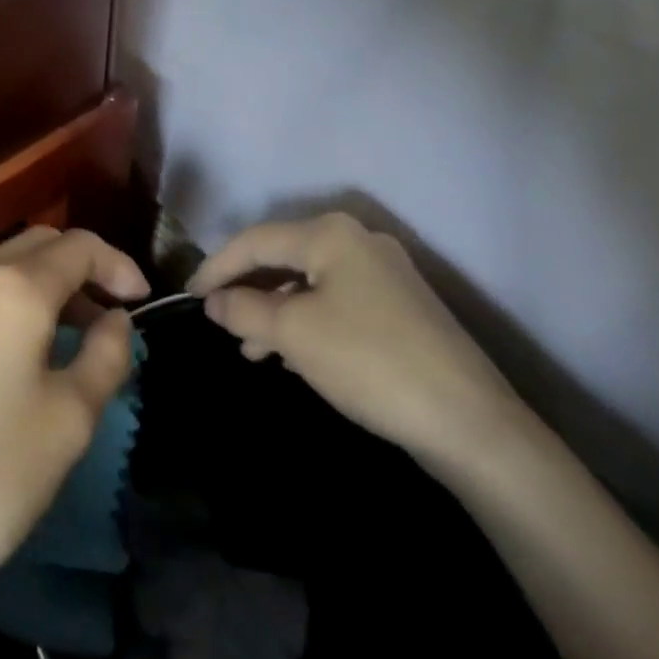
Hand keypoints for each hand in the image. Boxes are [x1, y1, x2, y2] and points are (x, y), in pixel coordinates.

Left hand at [0, 227, 148, 611]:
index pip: (79, 247)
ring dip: (48, 285)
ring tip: (78, 336)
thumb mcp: (70, 419)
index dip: (119, 266)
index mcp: (12, 287)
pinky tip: (28, 347)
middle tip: (113, 315)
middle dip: (83, 269)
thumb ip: (106, 355)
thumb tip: (115, 319)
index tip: (142, 302)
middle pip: (40, 244)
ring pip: (6, 264)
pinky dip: (13, 300)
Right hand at [190, 213, 522, 469]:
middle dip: (247, 292)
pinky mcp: (400, 308)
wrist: (470, 423)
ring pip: (309, 284)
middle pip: (282, 259)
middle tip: (218, 322)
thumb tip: (214, 300)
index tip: (188, 296)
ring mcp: (384, 274)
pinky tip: (293, 356)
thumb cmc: (368, 362)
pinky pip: (335, 303)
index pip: (254, 241)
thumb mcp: (292, 334)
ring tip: (252, 351)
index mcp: (330, 234)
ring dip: (274, 313)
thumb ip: (242, 309)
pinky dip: (306, 323)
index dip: (215, 266)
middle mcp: (358, 242)